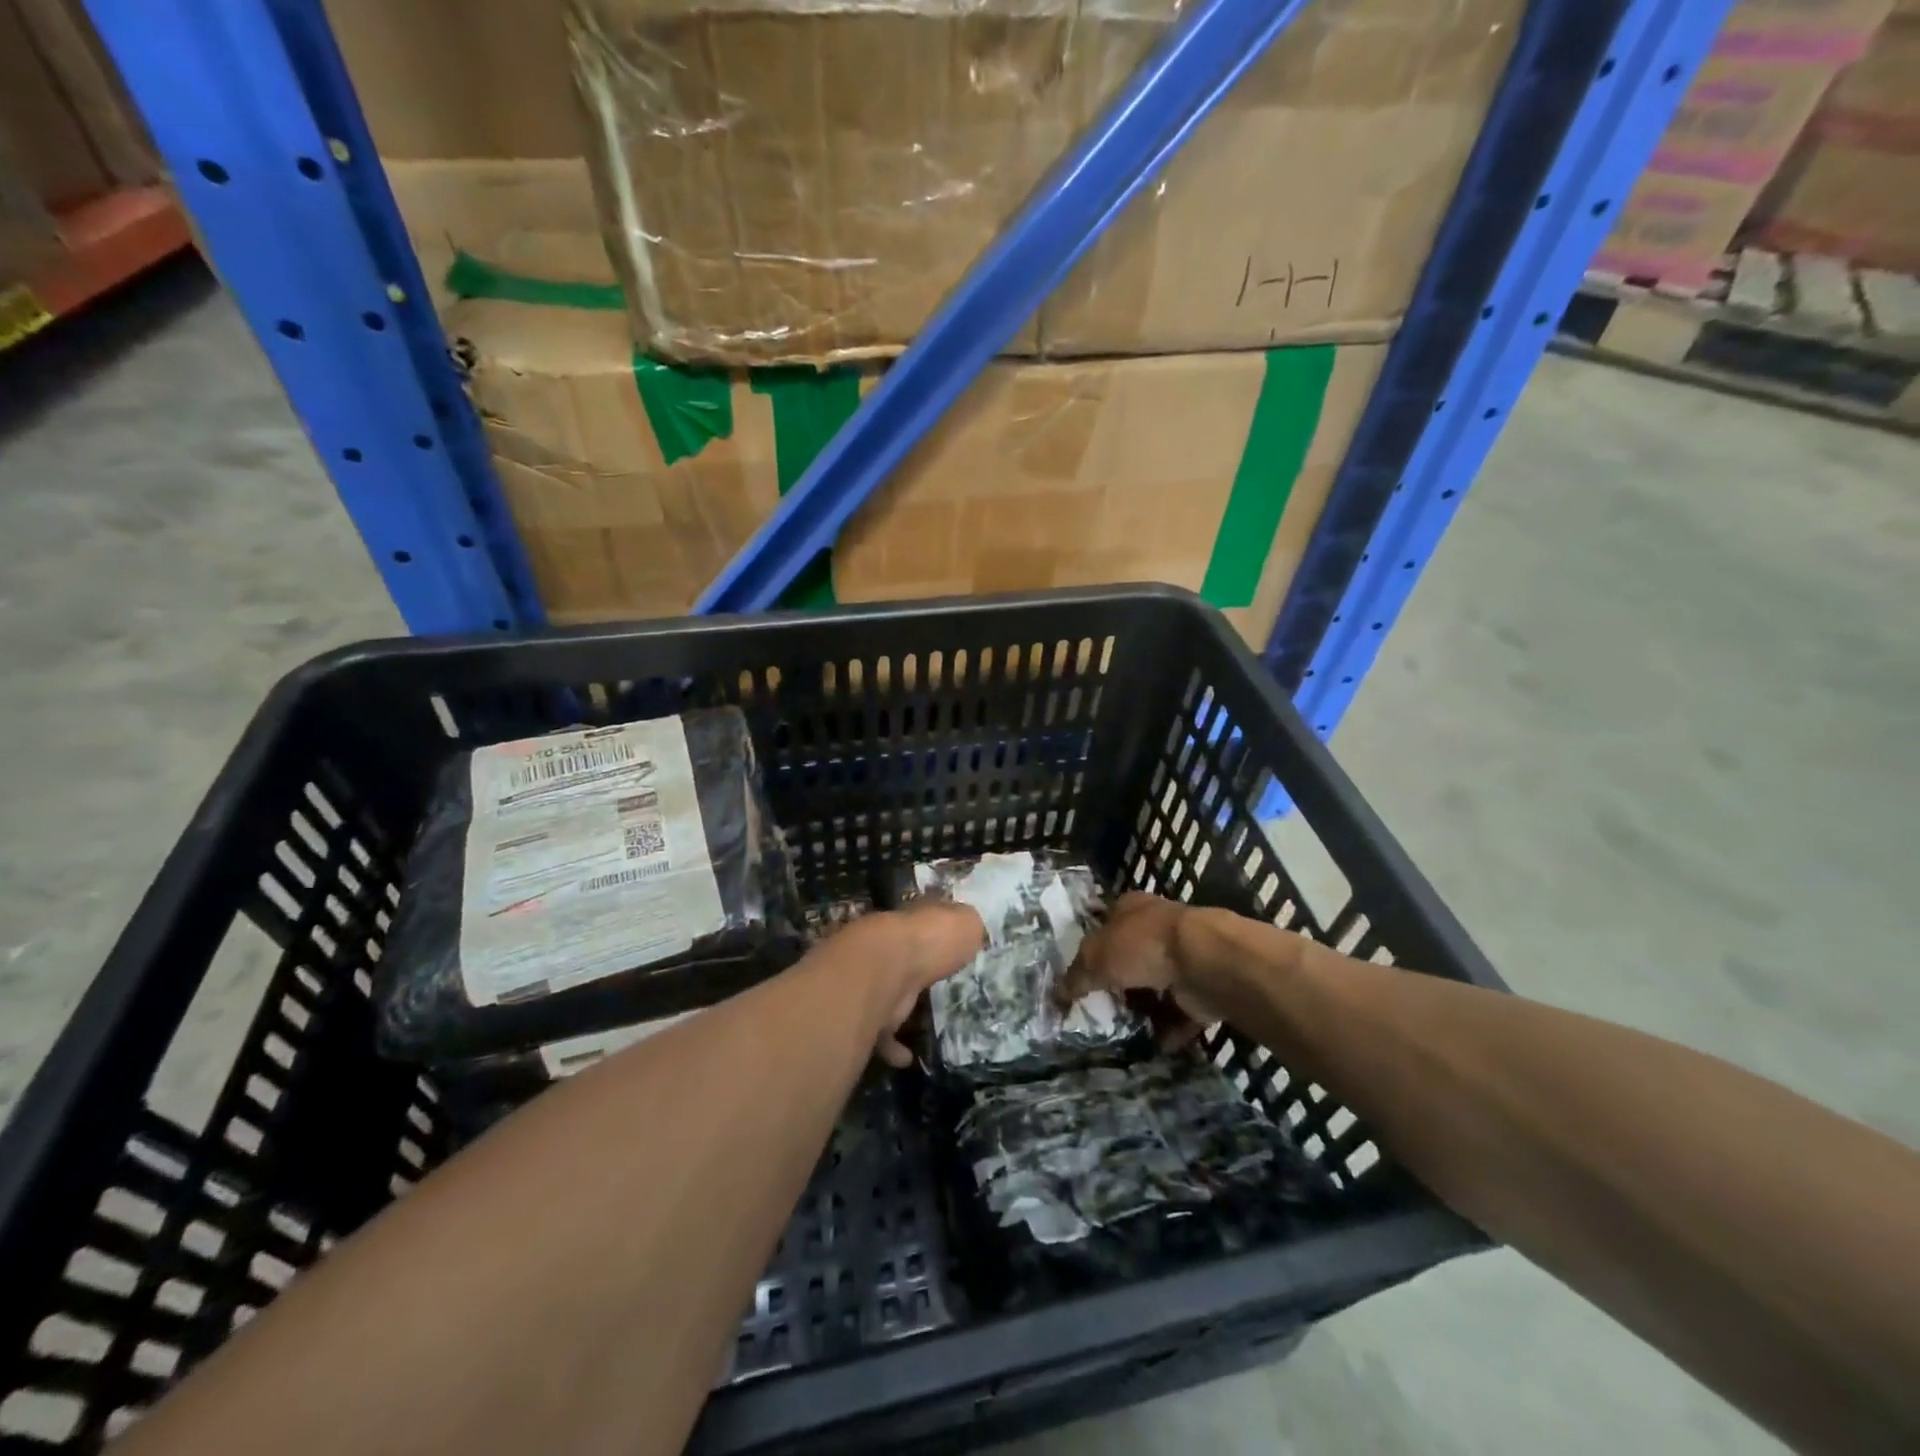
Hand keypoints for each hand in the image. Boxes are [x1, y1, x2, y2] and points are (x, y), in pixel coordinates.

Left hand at [821, 904, 985, 1067]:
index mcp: (914, 921)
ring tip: (923, 1026)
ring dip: (901, 1008)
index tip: (947, 946)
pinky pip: (880, 1030)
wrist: (887, 966)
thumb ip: (968, 927)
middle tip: (936, 986)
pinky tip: (906, 1057)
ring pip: (888, 991)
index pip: (924, 920)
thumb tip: (968, 930)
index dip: (935, 930)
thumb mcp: (965, 922)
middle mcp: (891, 945)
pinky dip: (892, 1045)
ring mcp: (874, 977)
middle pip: (904, 955)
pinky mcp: (866, 1009)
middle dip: (915, 967)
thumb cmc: (932, 939)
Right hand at [1061, 892, 1224, 1047]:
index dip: (1092, 945)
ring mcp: (1183, 957)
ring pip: (1156, 984)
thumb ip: (1075, 978)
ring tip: (1123, 1030)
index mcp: (1130, 908)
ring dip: (1145, 1007)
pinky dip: (1170, 1029)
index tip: (1080, 974)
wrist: (1204, 961)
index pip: (1106, 922)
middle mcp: (1157, 928)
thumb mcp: (1095, 958)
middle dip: (1117, 980)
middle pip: (1130, 955)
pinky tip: (1154, 1044)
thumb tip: (1056, 996)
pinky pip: (1181, 1012)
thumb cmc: (1142, 946)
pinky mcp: (1201, 987)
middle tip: (1098, 1007)